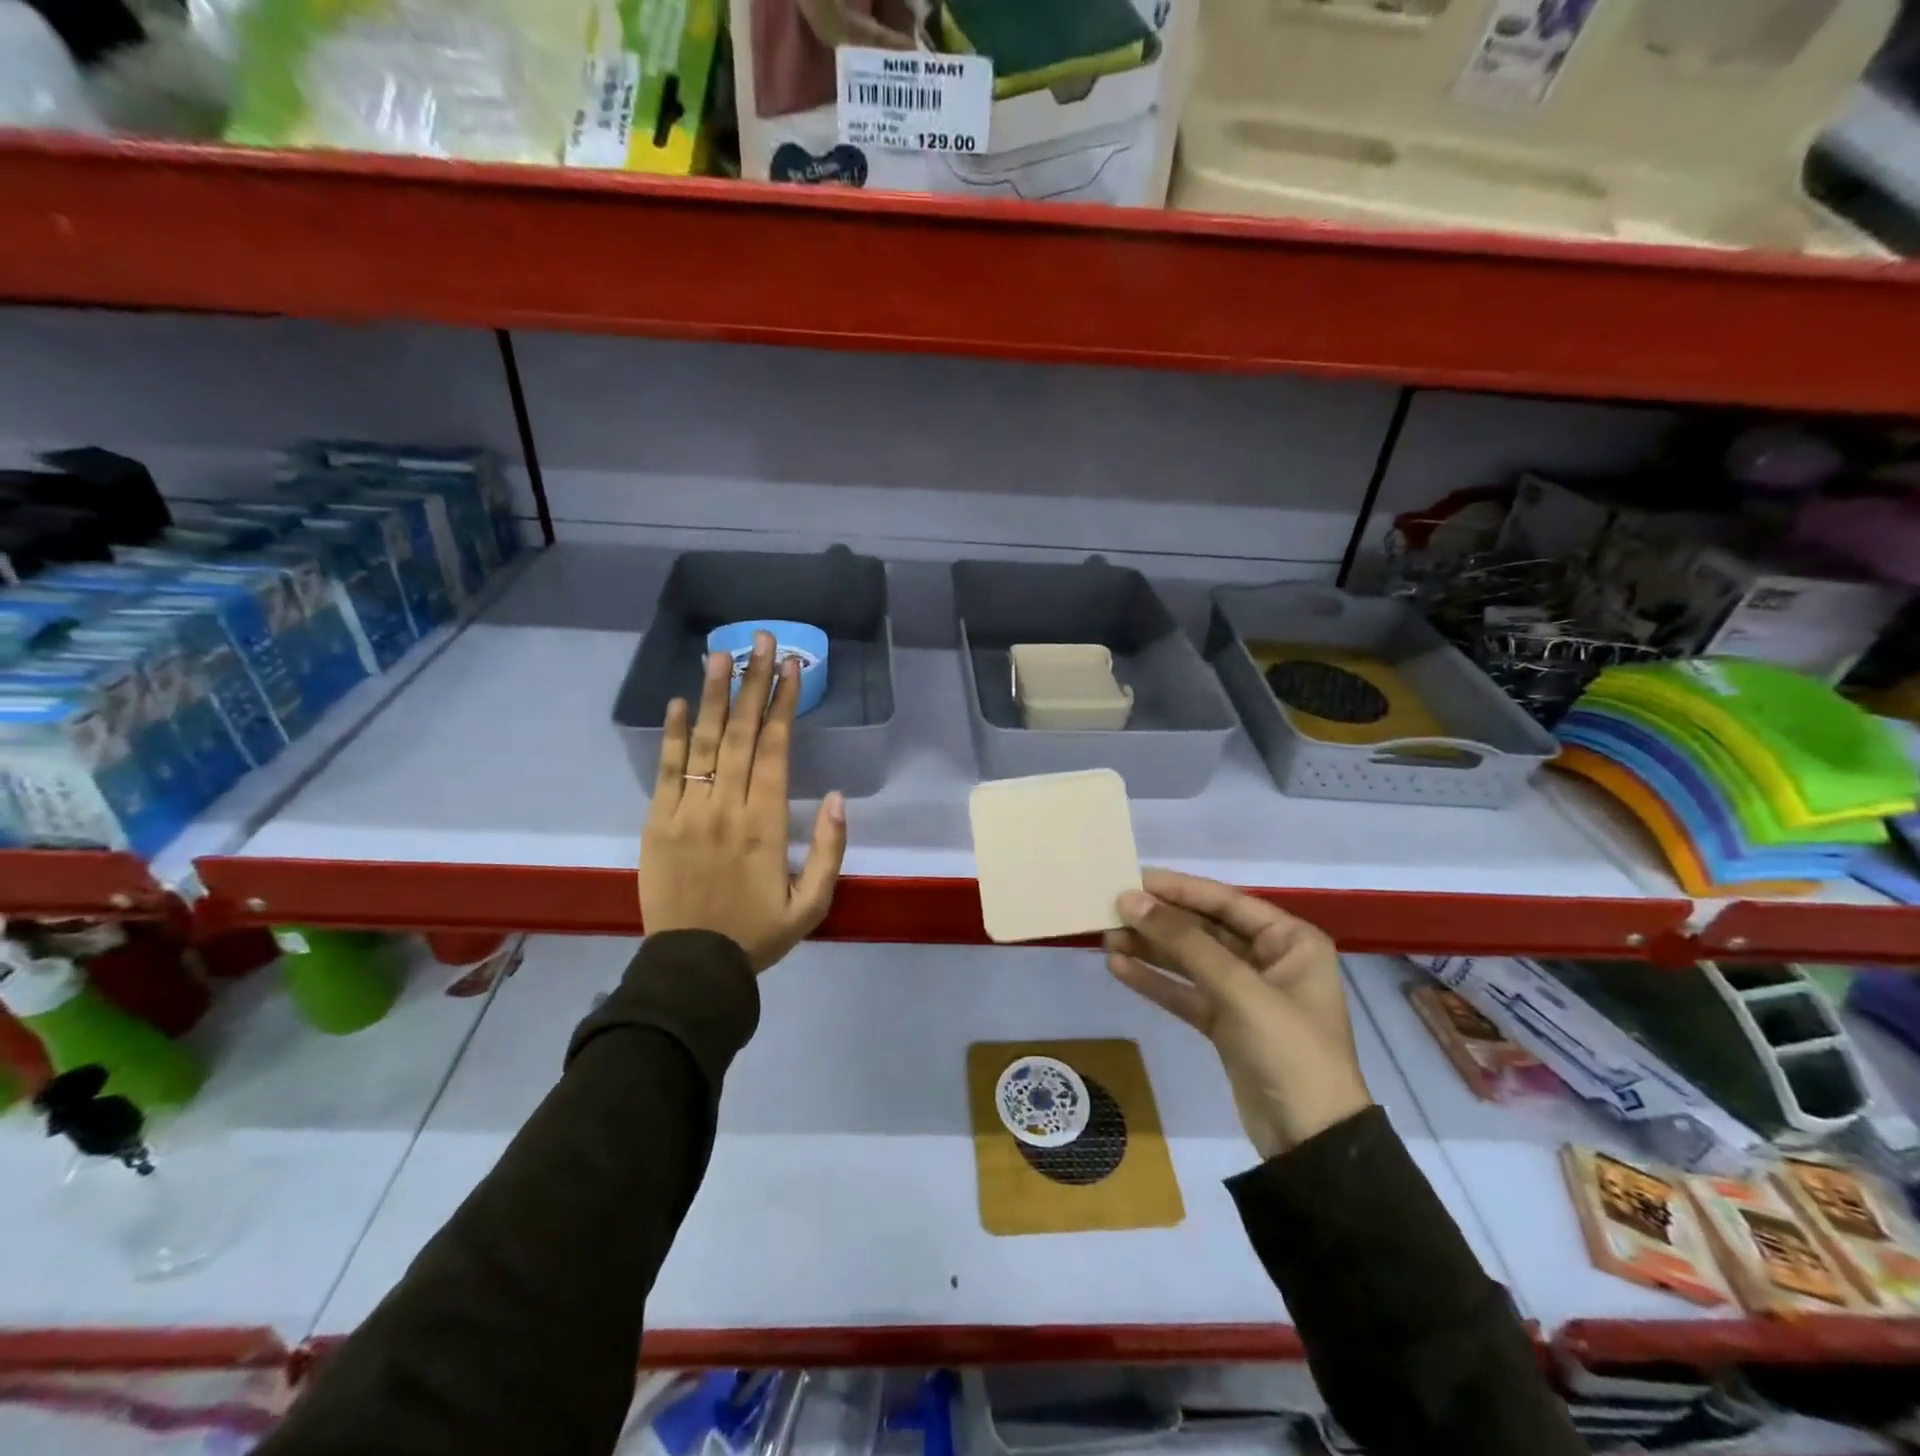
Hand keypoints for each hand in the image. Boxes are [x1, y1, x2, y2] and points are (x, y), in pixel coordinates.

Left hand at [640, 631, 847, 971]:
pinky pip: (664, 771)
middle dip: (752, 683)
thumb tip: (836, 796)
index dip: (783, 704)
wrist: (691, 968)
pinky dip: (670, 735)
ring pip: (701, 743)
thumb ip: (829, 850)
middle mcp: (725, 808)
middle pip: (739, 734)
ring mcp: (686, 812)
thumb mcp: (812, 904)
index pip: (775, 750)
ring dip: (711, 696)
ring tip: (719, 654)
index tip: (790, 667)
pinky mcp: (655, 823)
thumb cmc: (757, 934)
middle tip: (759, 639)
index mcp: (765, 824)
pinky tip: (677, 702)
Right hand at [1104, 870, 1371, 1159]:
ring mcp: (1247, 995)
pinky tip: (1120, 968)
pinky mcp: (1227, 1025)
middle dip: (1160, 922)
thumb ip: (1183, 941)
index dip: (1180, 889)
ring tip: (1106, 937)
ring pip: (1191, 962)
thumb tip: (1131, 899)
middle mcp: (1270, 961)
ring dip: (1151, 950)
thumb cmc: (1289, 1050)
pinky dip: (1156, 981)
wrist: (1311, 1143)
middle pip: (1205, 930)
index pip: (1227, 902)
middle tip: (1112, 909)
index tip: (1135, 879)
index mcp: (1291, 941)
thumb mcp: (1238, 989)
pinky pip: (1186, 993)